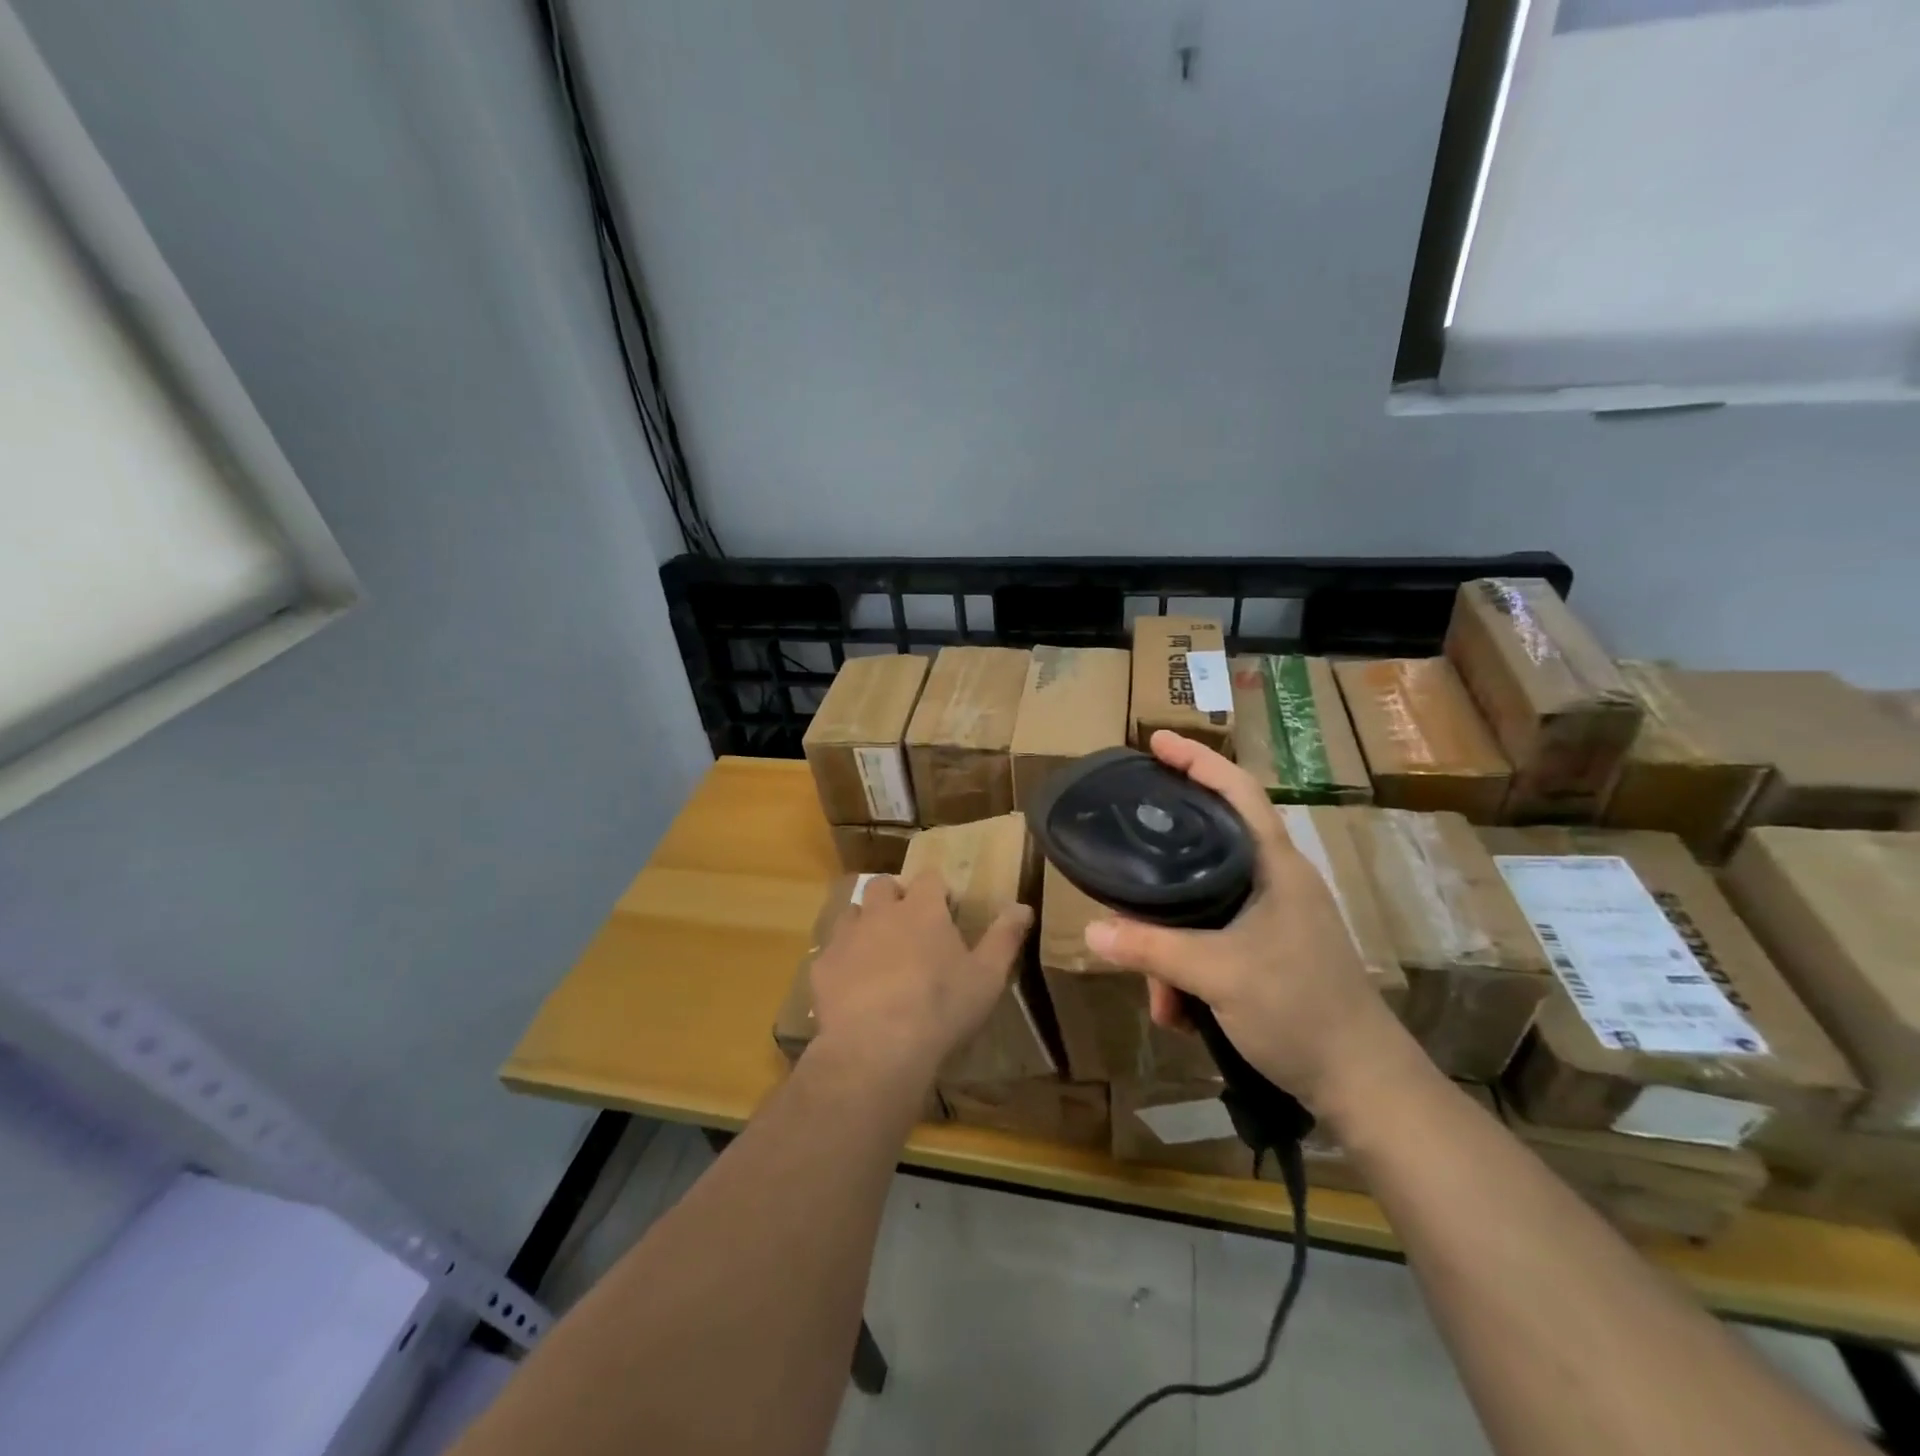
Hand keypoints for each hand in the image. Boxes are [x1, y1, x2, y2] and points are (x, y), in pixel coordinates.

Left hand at [809, 873, 1032, 1089]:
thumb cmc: (942, 1007)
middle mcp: (881, 912)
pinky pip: (830, 952)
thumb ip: (1004, 937)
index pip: (929, 878)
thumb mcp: (987, 976)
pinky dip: (841, 961)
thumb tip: (1023, 906)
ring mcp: (847, 936)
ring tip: (876, 952)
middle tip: (907, 925)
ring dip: (864, 923)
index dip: (936, 889)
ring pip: (852, 912)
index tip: (945, 908)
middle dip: (894, 896)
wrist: (877, 1047)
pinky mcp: (822, 966)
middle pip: (883, 885)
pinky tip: (851, 986)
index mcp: (922, 909)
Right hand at [1084, 730, 1403, 1109]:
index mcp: (1276, 865)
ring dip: (1171, 947)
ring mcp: (1273, 919)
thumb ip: (1152, 948)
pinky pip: (1211, 941)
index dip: (1197, 760)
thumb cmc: (1300, 1009)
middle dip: (1160, 878)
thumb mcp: (1218, 974)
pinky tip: (1177, 1010)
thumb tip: (1091, 930)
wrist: (1362, 1085)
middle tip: (1122, 871)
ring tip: (1159, 995)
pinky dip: (1188, 970)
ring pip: (1202, 907)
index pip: (1237, 791)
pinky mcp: (1268, 952)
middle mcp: (1274, 882)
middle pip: (1205, 849)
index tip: (1155, 742)